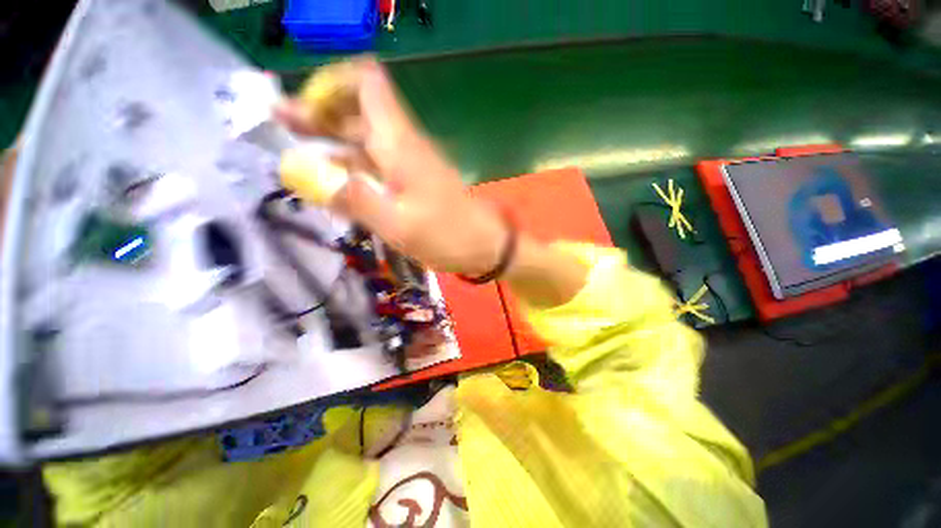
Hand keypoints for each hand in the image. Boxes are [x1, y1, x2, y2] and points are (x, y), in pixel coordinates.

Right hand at [276, 58, 507, 276]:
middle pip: (358, 113)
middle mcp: (404, 145)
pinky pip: (378, 163)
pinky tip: (335, 177)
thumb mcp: (398, 226)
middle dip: (320, 113)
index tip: (306, 106)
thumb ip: (356, 200)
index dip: (334, 85)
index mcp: (400, 145)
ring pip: (366, 139)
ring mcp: (410, 163)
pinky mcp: (414, 181)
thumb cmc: (446, 237)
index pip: (368, 84)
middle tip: (281, 123)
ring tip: (295, 151)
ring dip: (332, 140)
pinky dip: (353, 164)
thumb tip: (314, 177)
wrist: (484, 245)